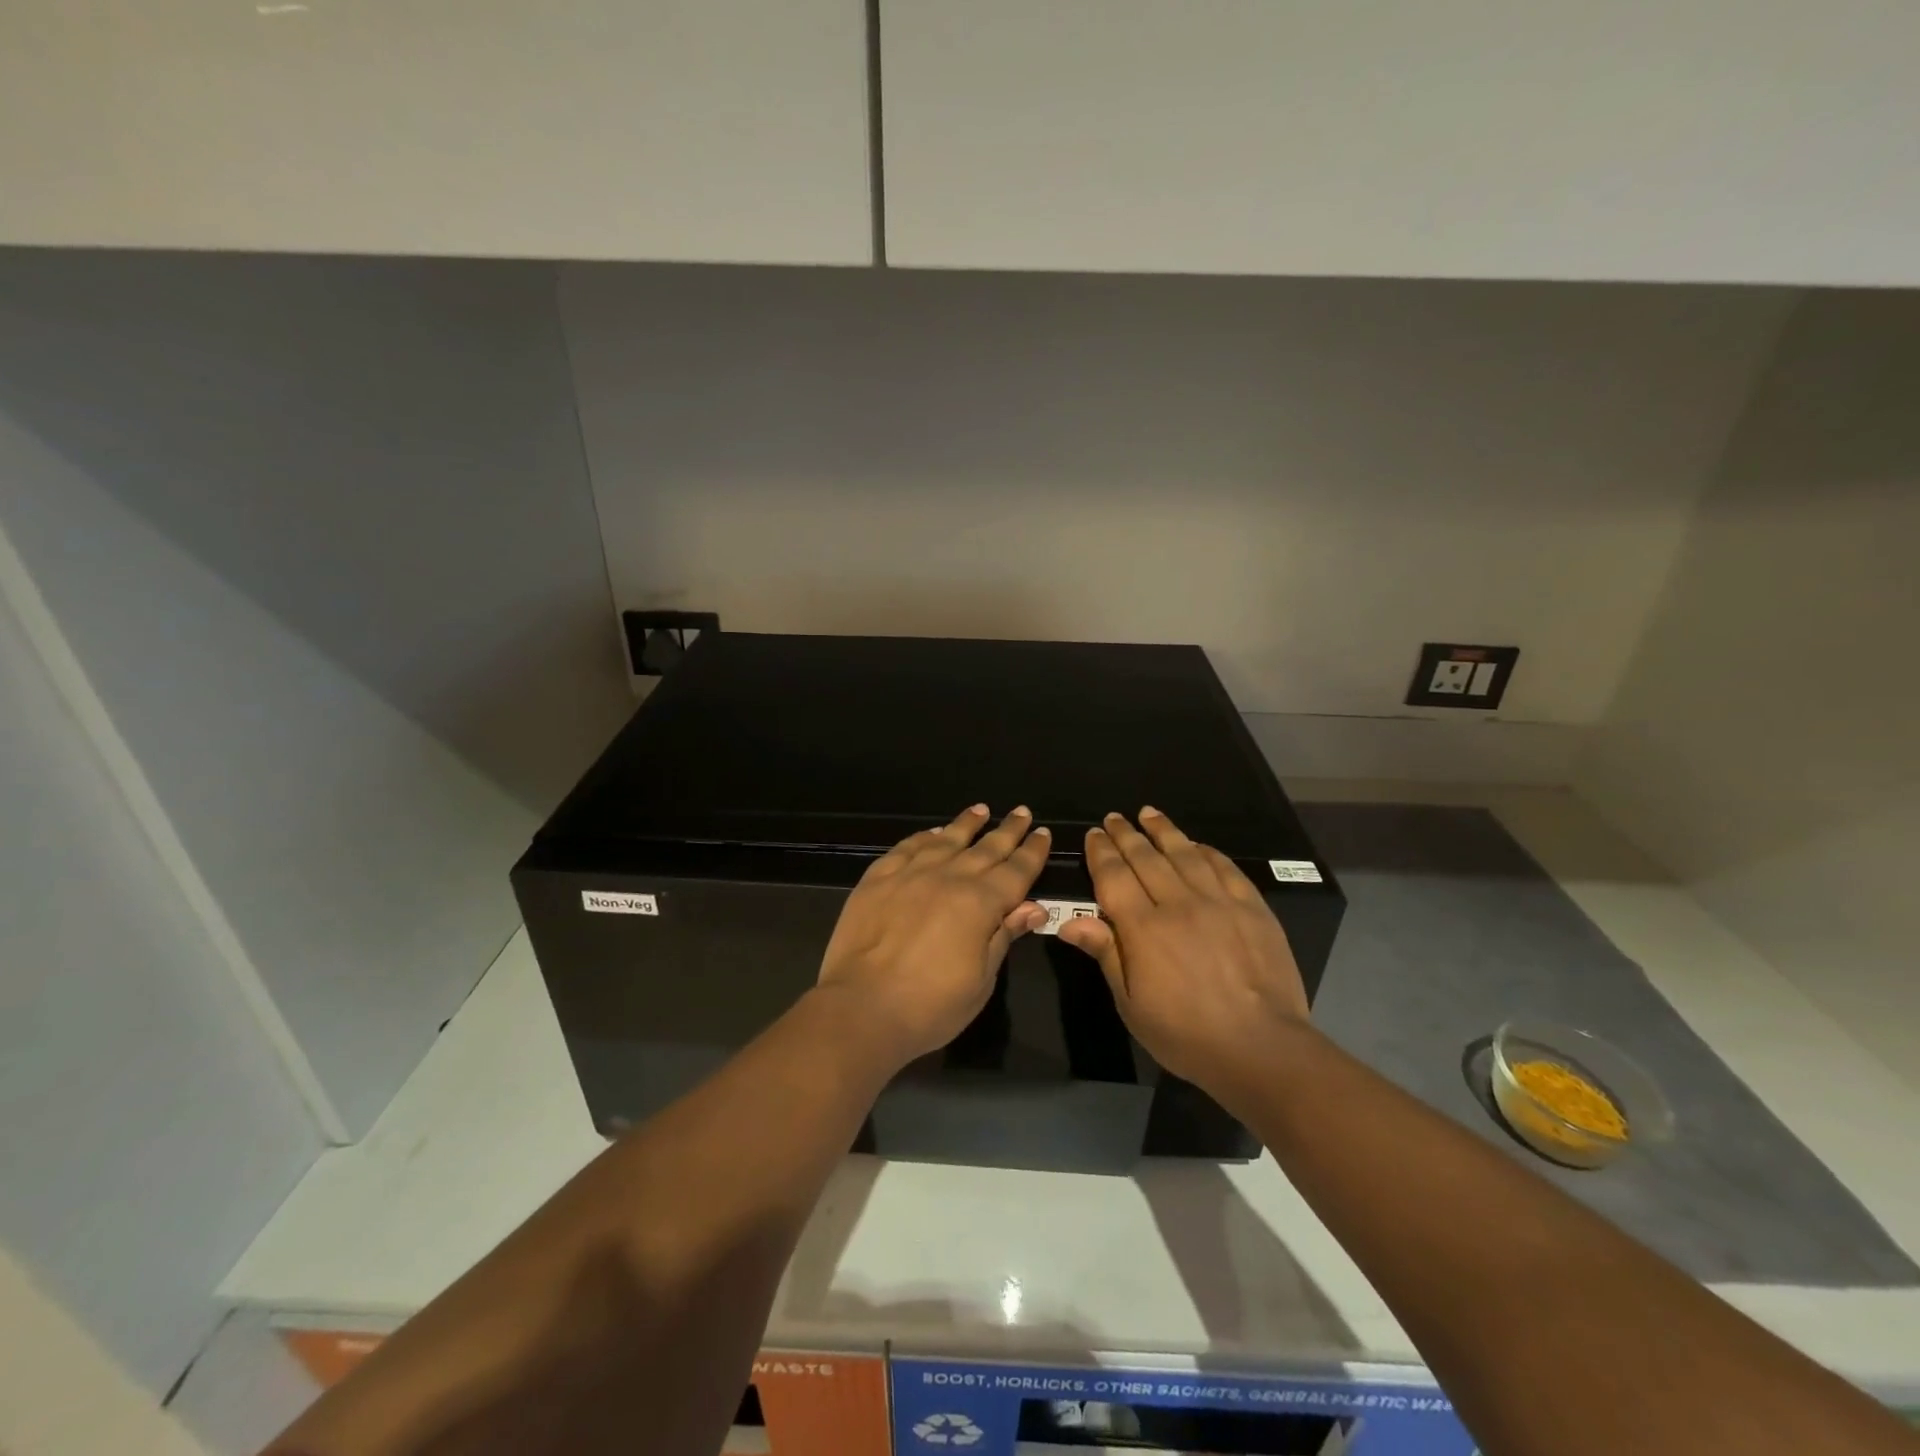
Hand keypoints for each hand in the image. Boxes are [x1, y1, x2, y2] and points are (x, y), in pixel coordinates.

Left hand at [815, 804, 1051, 1065]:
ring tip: (981, 810)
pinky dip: (924, 837)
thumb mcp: (981, 980)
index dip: (1032, 852)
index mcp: (980, 903)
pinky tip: (933, 832)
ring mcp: (910, 874)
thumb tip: (1034, 907)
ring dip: (967, 824)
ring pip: (946, 839)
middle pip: (986, 848)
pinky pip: (906, 848)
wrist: (861, 1009)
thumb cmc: (931, 1006)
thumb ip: (1004, 936)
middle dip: (1007, 830)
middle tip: (1022, 812)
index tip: (1044, 832)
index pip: (1016, 870)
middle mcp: (948, 878)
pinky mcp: (877, 879)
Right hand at [1058, 808, 1309, 1106]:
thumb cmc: (1186, 1034)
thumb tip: (1070, 921)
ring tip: (1149, 813)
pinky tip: (1196, 844)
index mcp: (1143, 928)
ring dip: (1164, 831)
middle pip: (1146, 858)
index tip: (1094, 834)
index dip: (1101, 852)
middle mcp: (1178, 903)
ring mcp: (1219, 902)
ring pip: (1185, 853)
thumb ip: (1106, 954)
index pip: (1114, 876)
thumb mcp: (1132, 1004)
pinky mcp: (1252, 908)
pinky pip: (1225, 868)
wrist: (1261, 1048)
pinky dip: (1206, 851)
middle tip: (1114, 818)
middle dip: (1126, 834)